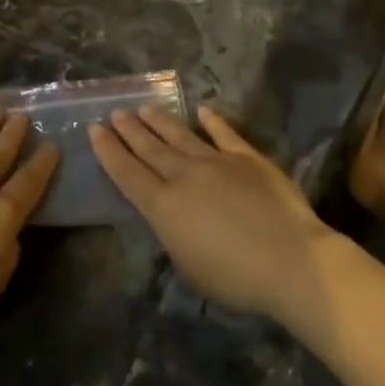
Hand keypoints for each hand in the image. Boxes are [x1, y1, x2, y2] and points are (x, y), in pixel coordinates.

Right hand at [89, 106, 334, 321]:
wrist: (289, 259)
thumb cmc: (235, 277)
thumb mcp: (189, 267)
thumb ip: (174, 236)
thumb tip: (173, 218)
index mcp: (163, 206)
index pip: (127, 173)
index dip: (109, 151)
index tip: (95, 129)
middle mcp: (184, 176)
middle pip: (150, 148)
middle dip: (130, 129)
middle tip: (116, 112)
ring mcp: (216, 161)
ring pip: (180, 135)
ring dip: (160, 121)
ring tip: (145, 108)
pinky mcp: (247, 157)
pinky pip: (224, 133)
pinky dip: (212, 121)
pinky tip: (202, 110)